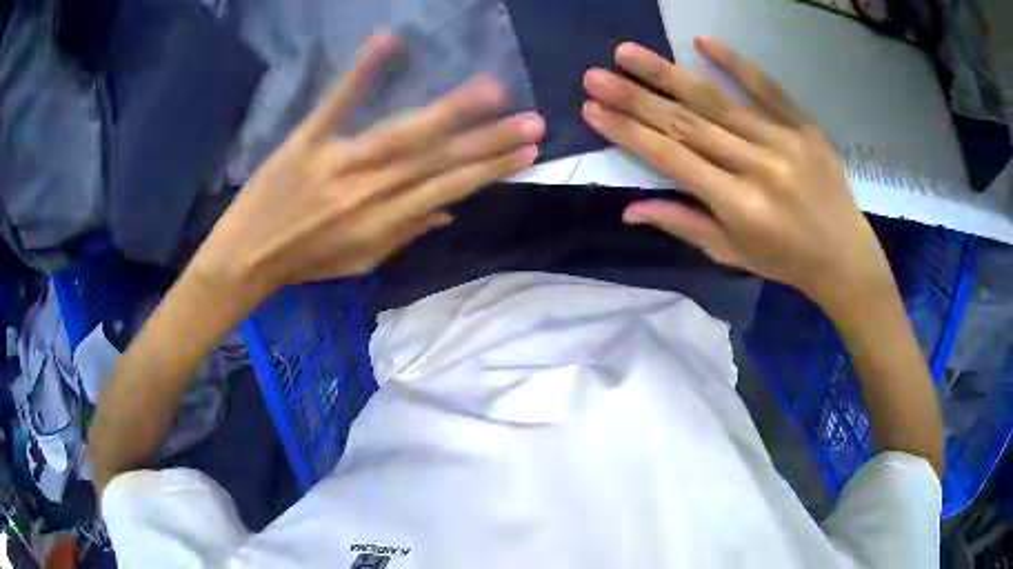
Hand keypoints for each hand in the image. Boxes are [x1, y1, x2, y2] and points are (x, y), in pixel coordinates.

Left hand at [194, 32, 544, 300]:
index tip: (528, 152)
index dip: (490, 170)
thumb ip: (406, 234)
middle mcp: (368, 190)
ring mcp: (336, 161)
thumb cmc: (307, 261)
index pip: (448, 190)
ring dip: (450, 110)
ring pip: (402, 133)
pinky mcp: (307, 139)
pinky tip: (388, 42)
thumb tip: (451, 210)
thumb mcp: (360, 262)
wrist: (247, 256)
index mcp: (382, 222)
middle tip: (531, 119)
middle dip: (488, 139)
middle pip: (436, 159)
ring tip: (492, 89)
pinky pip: (338, 103)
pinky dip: (363, 72)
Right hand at [581, 38, 892, 313]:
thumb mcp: (733, 253)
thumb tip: (630, 209)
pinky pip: (768, 89)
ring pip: (718, 101)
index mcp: (739, 206)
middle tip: (595, 75)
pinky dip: (735, 64)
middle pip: (688, 124)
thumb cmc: (785, 261)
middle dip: (636, 98)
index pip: (673, 160)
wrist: (845, 257)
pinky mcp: (807, 127)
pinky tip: (702, 42)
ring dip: (669, 74)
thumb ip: (684, 224)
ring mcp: (785, 142)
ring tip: (628, 52)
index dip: (630, 133)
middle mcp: (759, 168)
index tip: (592, 109)